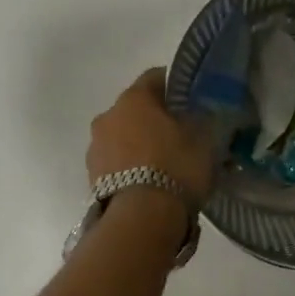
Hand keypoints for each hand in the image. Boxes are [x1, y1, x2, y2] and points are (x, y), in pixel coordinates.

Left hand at [87, 69, 218, 205]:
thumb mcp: (203, 139)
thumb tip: (199, 114)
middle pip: (136, 108)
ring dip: (140, 143)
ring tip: (163, 164)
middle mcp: (108, 115)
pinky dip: (130, 166)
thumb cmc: (175, 167)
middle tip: (181, 135)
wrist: (141, 218)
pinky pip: (116, 162)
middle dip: (156, 118)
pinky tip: (149, 182)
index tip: (192, 101)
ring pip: (123, 136)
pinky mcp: (91, 176)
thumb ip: (201, 120)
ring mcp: (95, 147)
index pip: (156, 77)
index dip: (177, 87)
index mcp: (134, 98)